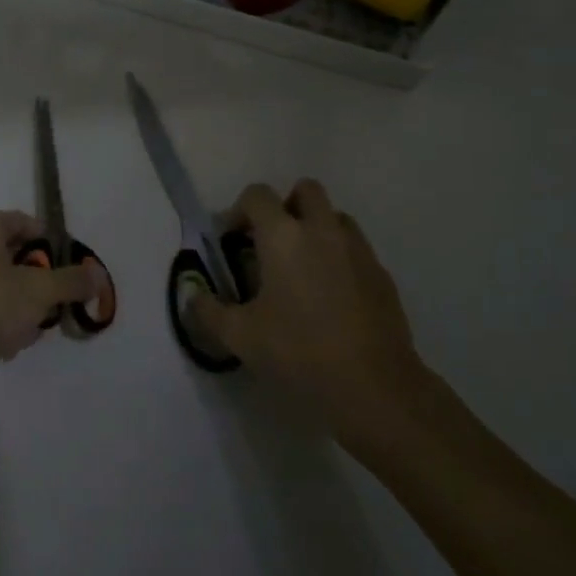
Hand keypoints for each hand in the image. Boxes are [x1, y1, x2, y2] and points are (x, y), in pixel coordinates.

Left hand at [0, 210, 106, 405]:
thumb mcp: (39, 293)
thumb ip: (72, 281)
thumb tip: (97, 274)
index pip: (29, 223)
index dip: (54, 248)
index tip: (69, 276)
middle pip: (12, 255)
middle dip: (36, 282)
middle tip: (50, 307)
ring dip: (17, 305)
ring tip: (28, 332)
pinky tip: (3, 343)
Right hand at [189, 180, 430, 439]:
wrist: (373, 386)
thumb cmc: (298, 352)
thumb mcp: (240, 336)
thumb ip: (209, 311)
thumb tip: (194, 296)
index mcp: (284, 237)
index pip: (258, 196)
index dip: (239, 211)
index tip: (231, 241)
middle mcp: (323, 230)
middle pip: (305, 190)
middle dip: (285, 207)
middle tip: (270, 244)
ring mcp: (358, 249)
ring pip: (335, 217)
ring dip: (315, 228)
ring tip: (302, 269)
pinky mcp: (381, 273)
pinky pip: (355, 248)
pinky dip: (339, 258)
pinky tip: (331, 297)